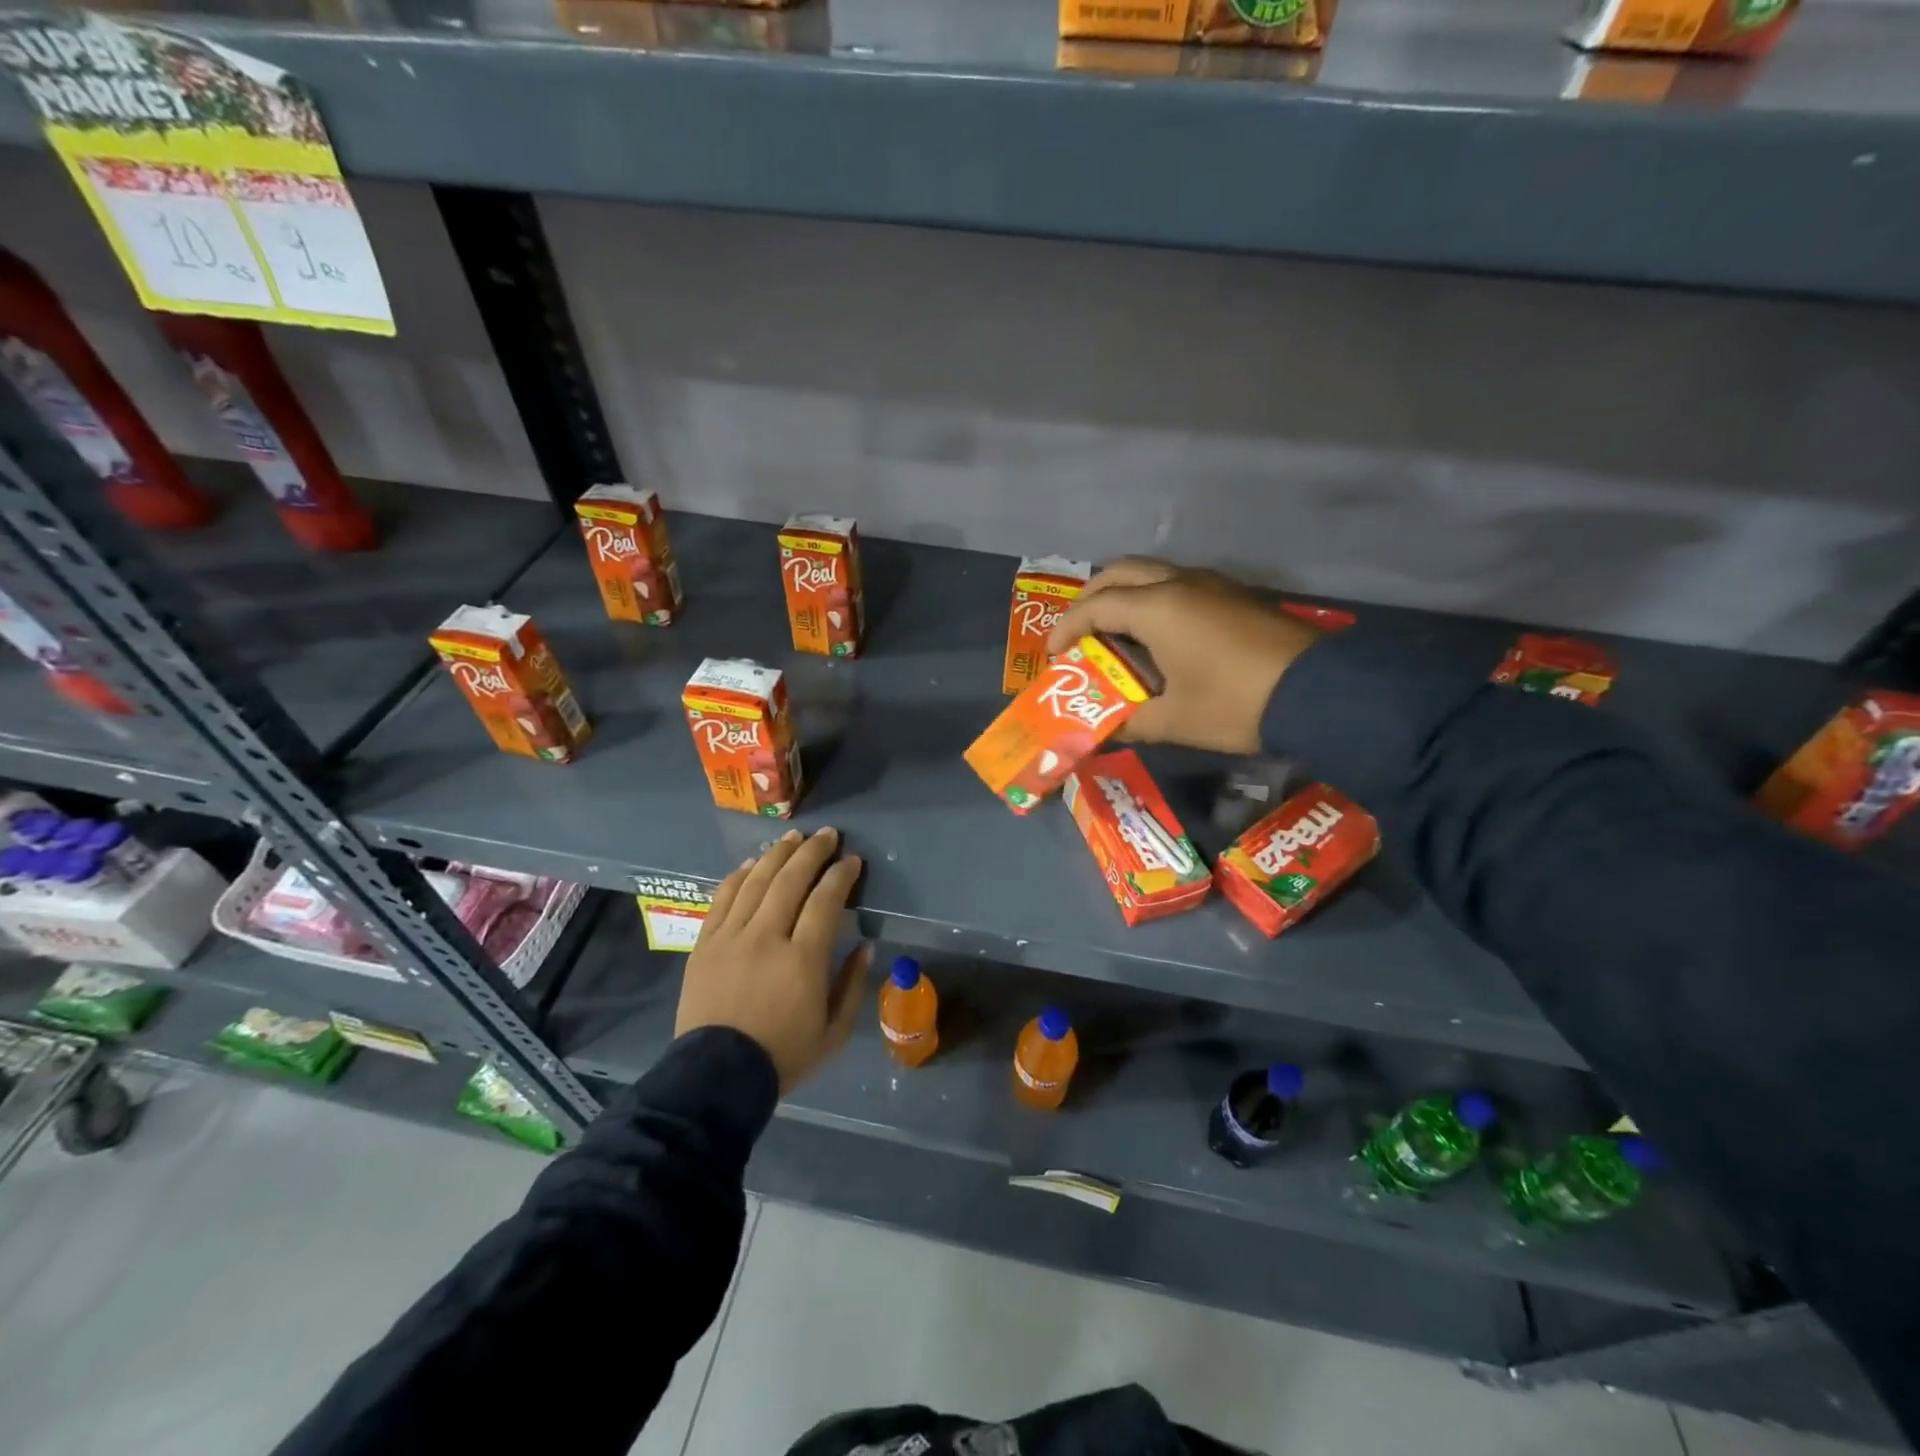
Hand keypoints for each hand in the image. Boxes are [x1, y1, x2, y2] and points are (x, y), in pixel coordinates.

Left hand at [676, 827, 870, 1093]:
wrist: (716, 1078)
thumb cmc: (783, 1057)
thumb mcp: (834, 1033)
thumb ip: (852, 985)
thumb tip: (863, 947)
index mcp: (803, 960)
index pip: (826, 901)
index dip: (841, 875)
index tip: (853, 861)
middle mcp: (766, 938)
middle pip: (790, 880)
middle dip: (813, 852)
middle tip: (828, 835)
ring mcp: (731, 937)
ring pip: (756, 881)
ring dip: (777, 854)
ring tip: (794, 837)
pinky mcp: (705, 944)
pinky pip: (722, 898)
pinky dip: (739, 876)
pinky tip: (751, 863)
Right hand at [1047, 558, 1320, 754]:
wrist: (1319, 692)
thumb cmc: (1235, 704)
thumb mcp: (1174, 721)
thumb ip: (1130, 723)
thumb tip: (1102, 732)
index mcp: (1157, 608)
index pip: (1094, 606)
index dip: (1066, 629)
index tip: (1053, 656)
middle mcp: (1179, 584)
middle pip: (1118, 572)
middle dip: (1089, 598)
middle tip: (1078, 633)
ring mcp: (1210, 584)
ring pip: (1150, 573)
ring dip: (1122, 595)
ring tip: (1112, 633)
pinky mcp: (1233, 594)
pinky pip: (1176, 583)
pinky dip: (1151, 599)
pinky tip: (1156, 635)